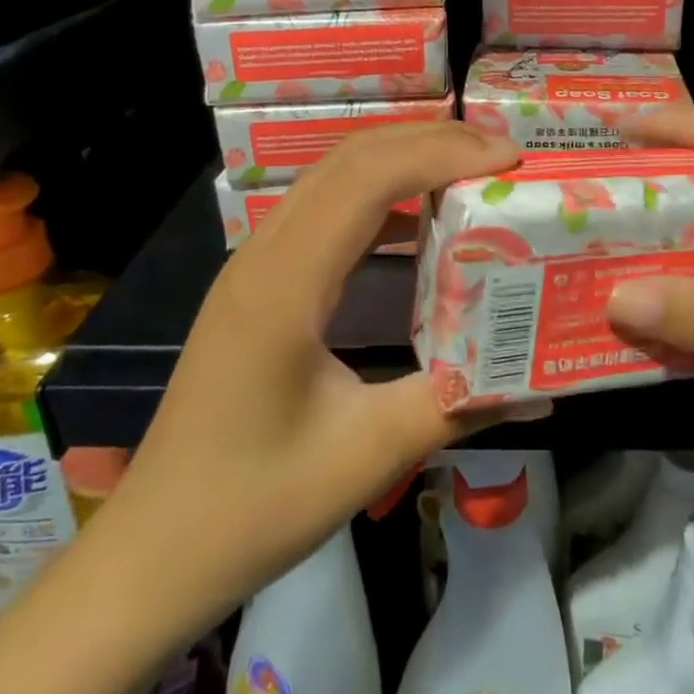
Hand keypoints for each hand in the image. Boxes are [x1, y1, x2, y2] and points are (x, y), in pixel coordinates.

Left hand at [99, 121, 520, 636]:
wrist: (154, 551)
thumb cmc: (253, 506)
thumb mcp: (367, 457)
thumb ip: (457, 406)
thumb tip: (540, 387)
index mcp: (285, 285)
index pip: (369, 179)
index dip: (442, 155)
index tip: (509, 160)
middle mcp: (264, 255)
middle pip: (350, 159)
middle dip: (430, 142)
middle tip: (501, 155)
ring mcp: (255, 265)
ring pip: (333, 177)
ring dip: (402, 161)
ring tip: (470, 173)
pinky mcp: (259, 284)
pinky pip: (324, 212)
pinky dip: (379, 197)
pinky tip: (418, 223)